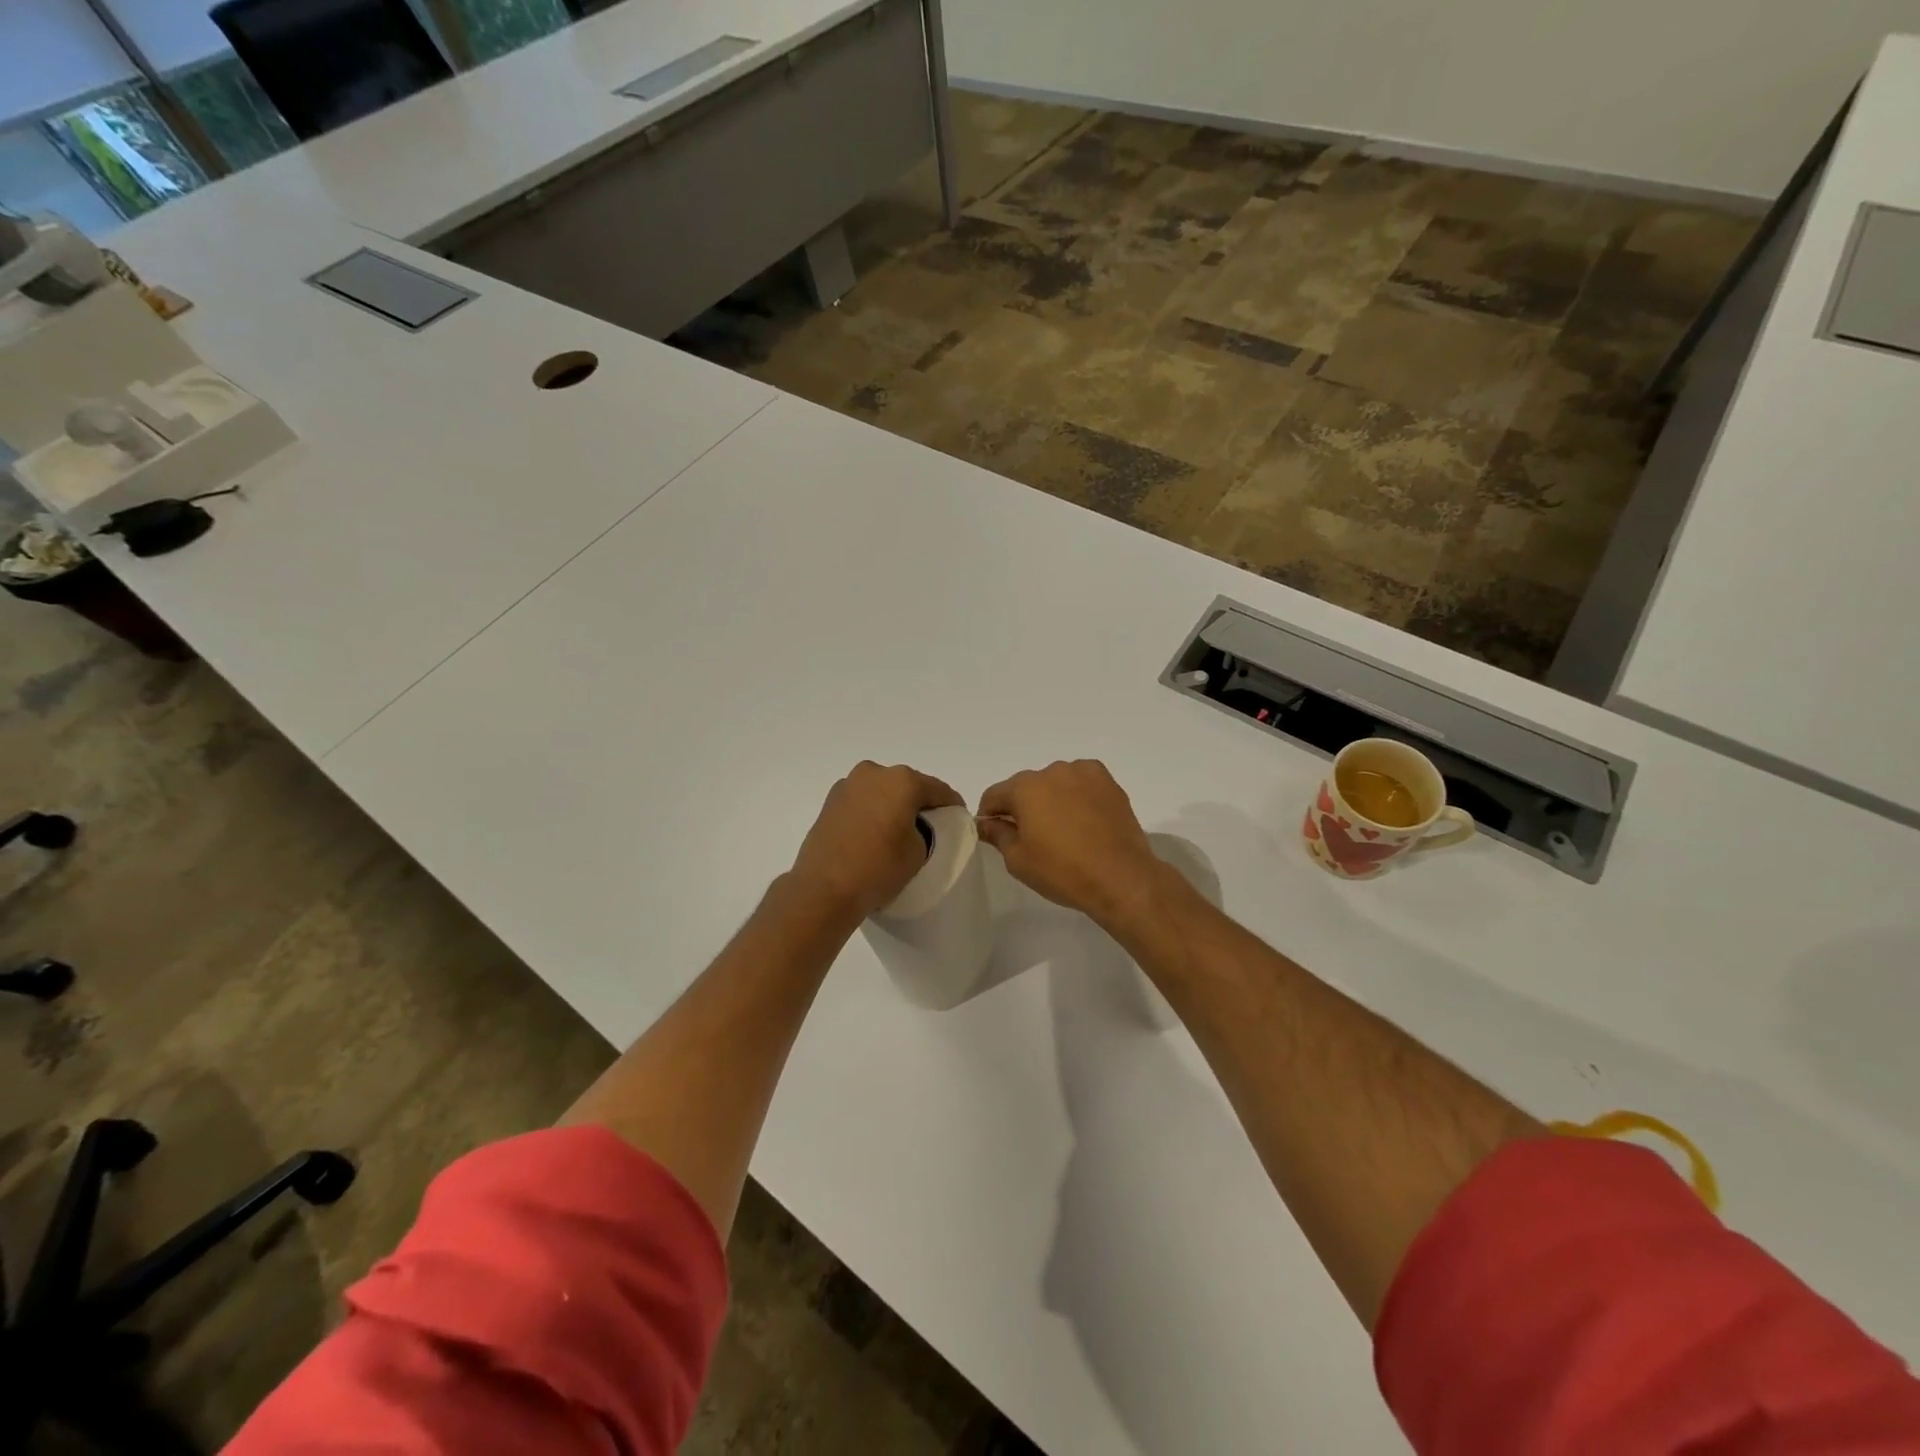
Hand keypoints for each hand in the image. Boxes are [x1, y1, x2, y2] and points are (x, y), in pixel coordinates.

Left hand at [788, 762, 963, 921]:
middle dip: (919, 802)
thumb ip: (924, 830)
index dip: (952, 804)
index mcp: (902, 780)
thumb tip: (912, 827)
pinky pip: (862, 802)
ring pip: (881, 791)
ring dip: (892, 805)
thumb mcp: (918, 851)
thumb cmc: (879, 868)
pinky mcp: (829, 802)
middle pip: (907, 785)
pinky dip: (872, 811)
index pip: (938, 789)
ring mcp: (847, 785)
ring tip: (898, 830)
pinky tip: (875, 832)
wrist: (823, 889)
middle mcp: (873, 773)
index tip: (959, 818)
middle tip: (929, 826)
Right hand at [976, 760, 1166, 925]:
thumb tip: (985, 822)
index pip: (994, 795)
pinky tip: (1083, 820)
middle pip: (1026, 787)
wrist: (1121, 877)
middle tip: (1031, 837)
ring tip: (1063, 830)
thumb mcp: (1018, 860)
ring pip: (1055, 783)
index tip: (994, 833)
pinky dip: (1077, 796)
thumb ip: (997, 835)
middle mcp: (1052, 772)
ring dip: (1051, 799)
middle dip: (1023, 807)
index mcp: (1025, 788)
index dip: (989, 815)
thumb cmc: (1062, 871)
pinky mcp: (1108, 782)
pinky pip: (1081, 783)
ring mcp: (1083, 773)